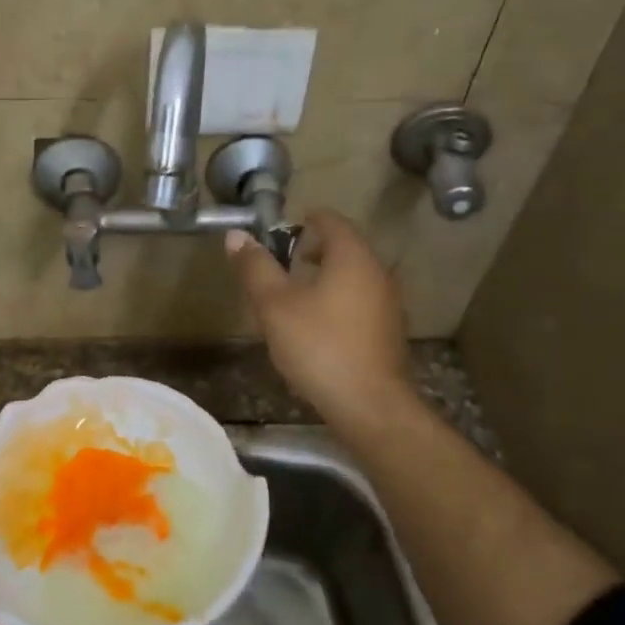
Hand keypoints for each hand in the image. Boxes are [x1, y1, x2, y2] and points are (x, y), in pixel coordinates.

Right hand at [226, 209, 410, 425]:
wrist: (369, 405)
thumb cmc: (318, 347)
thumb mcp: (275, 306)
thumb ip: (255, 268)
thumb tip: (236, 235)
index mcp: (352, 257)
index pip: (332, 221)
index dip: (306, 220)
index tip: (282, 231)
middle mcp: (377, 272)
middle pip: (345, 247)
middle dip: (314, 250)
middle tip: (284, 263)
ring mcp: (388, 303)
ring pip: (354, 276)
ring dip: (326, 277)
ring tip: (296, 296)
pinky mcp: (389, 331)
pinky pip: (361, 301)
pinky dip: (339, 301)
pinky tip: (319, 327)